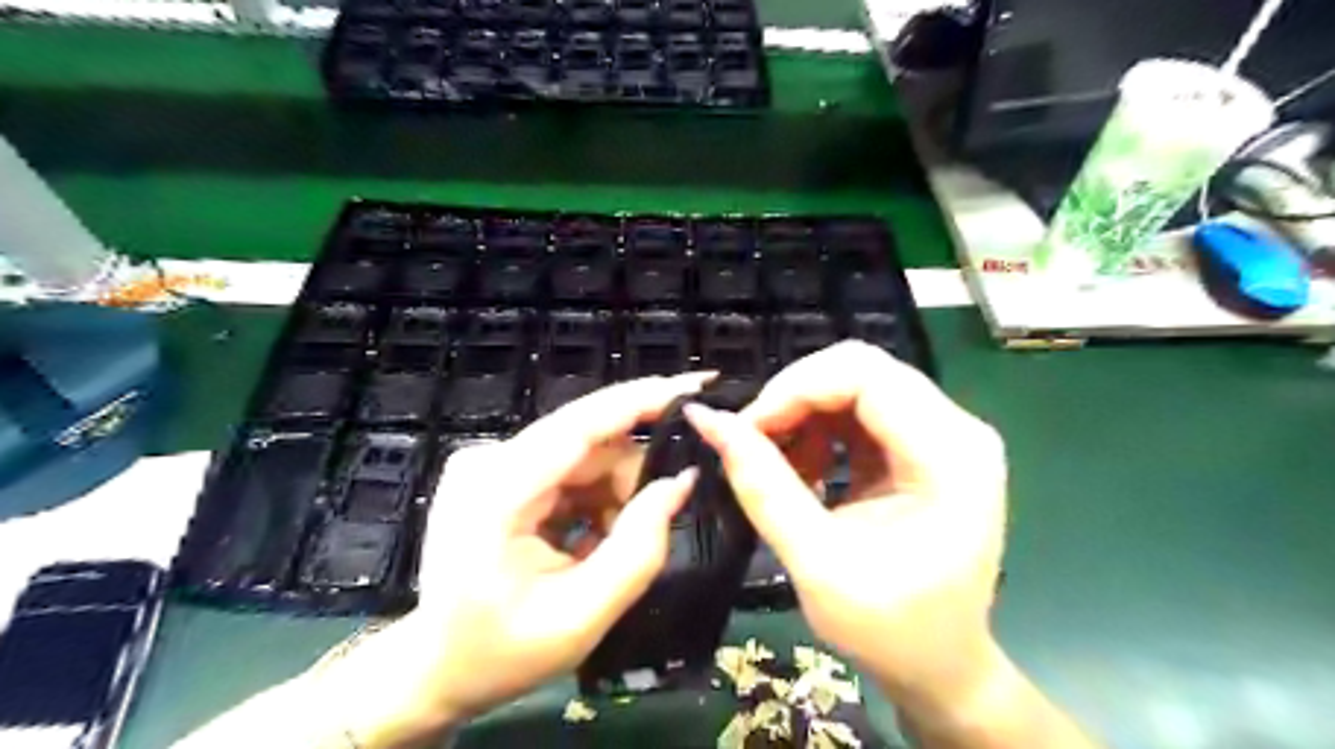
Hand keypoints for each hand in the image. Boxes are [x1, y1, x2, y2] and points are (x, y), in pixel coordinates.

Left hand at [314, 379, 707, 745]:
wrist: (433, 670)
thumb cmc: (500, 654)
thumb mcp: (582, 616)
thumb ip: (640, 548)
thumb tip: (682, 482)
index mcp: (498, 492)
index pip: (582, 424)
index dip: (643, 399)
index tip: (697, 385)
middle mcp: (490, 460)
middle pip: (589, 439)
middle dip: (635, 473)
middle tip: (659, 518)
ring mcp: (491, 462)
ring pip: (585, 453)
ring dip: (614, 493)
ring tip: (609, 548)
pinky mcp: (499, 470)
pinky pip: (569, 467)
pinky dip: (594, 498)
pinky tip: (590, 540)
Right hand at [683, 342, 1005, 711]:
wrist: (941, 666)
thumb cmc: (890, 630)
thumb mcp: (817, 563)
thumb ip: (763, 487)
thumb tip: (710, 422)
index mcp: (950, 457)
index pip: (866, 376)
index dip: (796, 389)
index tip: (747, 429)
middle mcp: (957, 429)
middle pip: (861, 369)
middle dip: (794, 396)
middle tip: (752, 439)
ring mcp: (944, 433)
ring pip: (856, 382)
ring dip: (803, 411)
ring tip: (773, 459)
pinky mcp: (924, 444)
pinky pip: (860, 408)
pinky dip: (818, 427)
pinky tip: (802, 467)